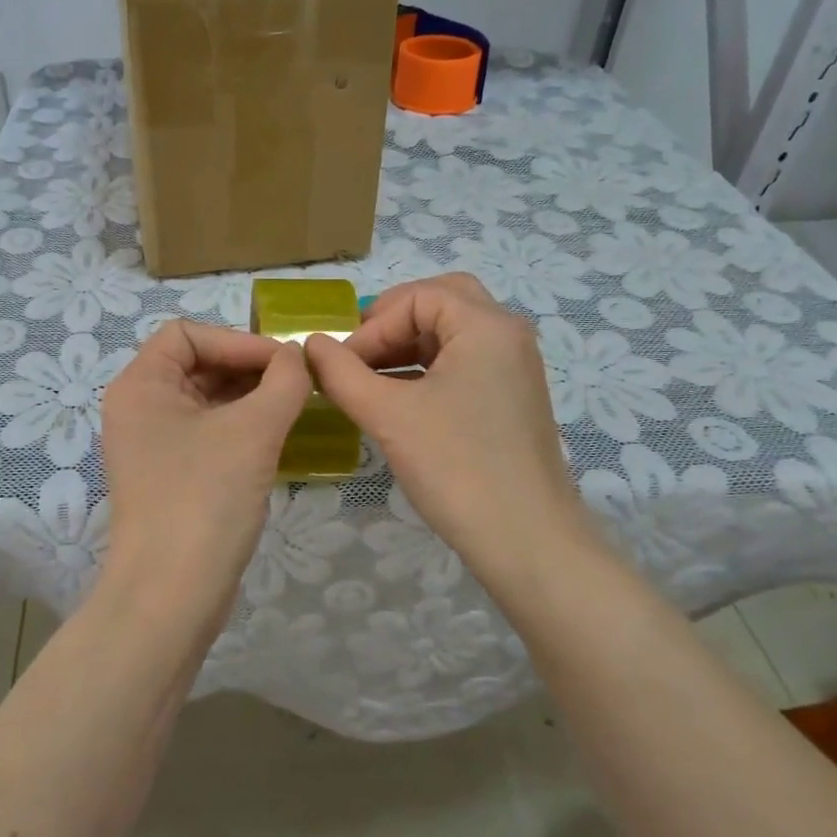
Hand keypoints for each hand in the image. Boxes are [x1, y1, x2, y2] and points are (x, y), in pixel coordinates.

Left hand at [100, 321, 310, 615]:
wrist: (171, 596)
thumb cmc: (204, 499)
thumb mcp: (253, 432)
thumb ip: (284, 382)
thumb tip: (298, 357)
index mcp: (141, 385)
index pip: (187, 333)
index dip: (237, 340)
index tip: (284, 363)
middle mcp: (139, 408)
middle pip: (197, 365)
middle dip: (249, 369)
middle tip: (299, 384)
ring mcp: (152, 445)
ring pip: (206, 401)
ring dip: (250, 398)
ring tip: (296, 407)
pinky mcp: (170, 476)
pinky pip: (209, 434)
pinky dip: (242, 428)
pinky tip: (277, 438)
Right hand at [304, 274, 610, 605]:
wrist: (525, 539)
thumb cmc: (456, 465)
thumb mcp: (388, 414)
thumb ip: (341, 373)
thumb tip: (311, 345)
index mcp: (486, 326)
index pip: (417, 297)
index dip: (372, 325)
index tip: (342, 365)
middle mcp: (507, 336)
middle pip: (442, 303)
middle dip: (394, 323)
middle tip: (360, 353)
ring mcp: (514, 369)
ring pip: (453, 334)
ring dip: (408, 347)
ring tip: (368, 380)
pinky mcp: (511, 400)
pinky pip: (464, 364)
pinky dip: (427, 370)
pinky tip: (398, 401)